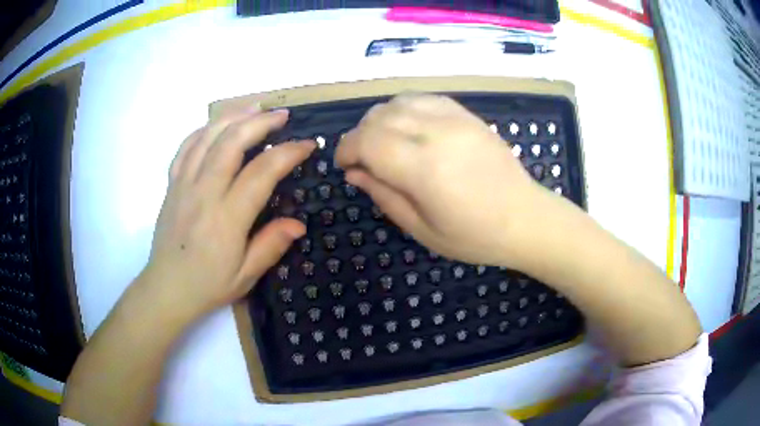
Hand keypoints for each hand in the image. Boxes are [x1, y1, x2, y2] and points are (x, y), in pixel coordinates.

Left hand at [141, 107, 314, 320]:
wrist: (167, 288)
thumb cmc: (208, 285)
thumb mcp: (246, 276)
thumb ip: (271, 246)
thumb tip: (298, 224)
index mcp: (226, 218)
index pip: (261, 172)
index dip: (288, 153)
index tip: (307, 145)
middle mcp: (204, 193)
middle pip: (232, 142)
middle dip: (261, 122)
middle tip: (283, 116)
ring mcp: (184, 185)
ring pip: (208, 137)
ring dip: (234, 117)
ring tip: (255, 109)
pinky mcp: (172, 184)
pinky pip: (186, 147)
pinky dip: (204, 130)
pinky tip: (218, 125)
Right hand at [335, 94, 564, 267]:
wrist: (525, 219)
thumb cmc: (474, 236)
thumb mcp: (422, 229)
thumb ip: (384, 195)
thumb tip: (354, 171)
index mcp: (424, 169)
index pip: (368, 141)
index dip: (346, 149)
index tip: (343, 165)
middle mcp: (437, 134)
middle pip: (379, 117)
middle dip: (360, 135)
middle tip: (362, 159)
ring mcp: (455, 119)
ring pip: (399, 102)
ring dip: (381, 119)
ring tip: (384, 142)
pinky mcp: (467, 115)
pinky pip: (424, 99)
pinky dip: (405, 109)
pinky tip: (408, 128)